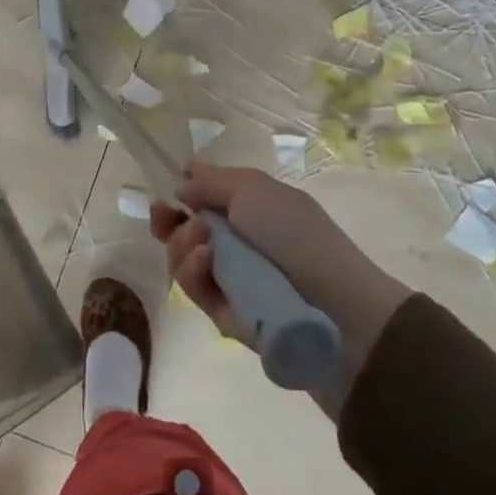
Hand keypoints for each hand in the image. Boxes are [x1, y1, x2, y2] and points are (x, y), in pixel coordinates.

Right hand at [150, 163, 409, 384]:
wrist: (333, 307)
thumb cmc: (296, 234)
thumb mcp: (254, 189)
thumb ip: (212, 182)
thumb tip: (183, 181)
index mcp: (251, 209)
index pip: (206, 200)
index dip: (182, 194)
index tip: (166, 191)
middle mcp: (238, 242)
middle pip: (185, 230)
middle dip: (169, 220)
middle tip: (162, 214)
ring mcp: (229, 279)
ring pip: (182, 259)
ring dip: (182, 243)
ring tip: (201, 241)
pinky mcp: (223, 313)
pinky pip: (194, 288)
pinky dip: (192, 271)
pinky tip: (203, 260)